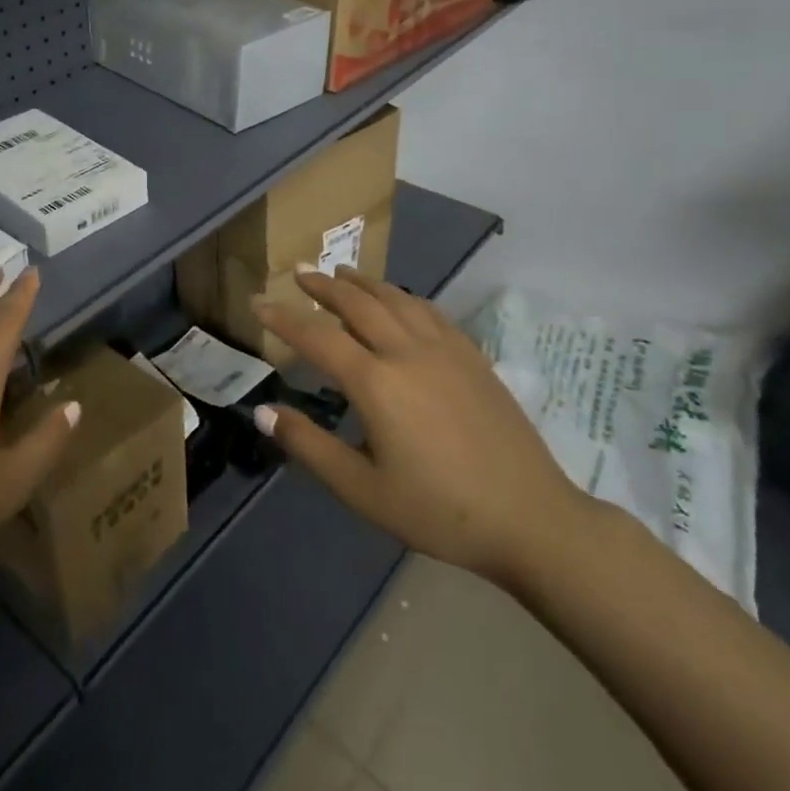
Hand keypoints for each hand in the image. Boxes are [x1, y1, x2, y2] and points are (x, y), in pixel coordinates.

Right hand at [253, 268, 590, 590]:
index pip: (317, 336)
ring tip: (342, 272)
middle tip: (300, 272)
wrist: (531, 518)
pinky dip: (403, 296)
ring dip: (363, 283)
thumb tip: (262, 412)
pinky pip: (429, 310)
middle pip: (357, 303)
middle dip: (324, 285)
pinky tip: (399, 300)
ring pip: (396, 299)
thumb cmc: (439, 511)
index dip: (283, 318)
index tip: (258, 302)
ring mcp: (445, 349)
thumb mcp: (362, 490)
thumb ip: (309, 446)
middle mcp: (407, 352)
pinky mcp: (472, 356)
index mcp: (376, 383)